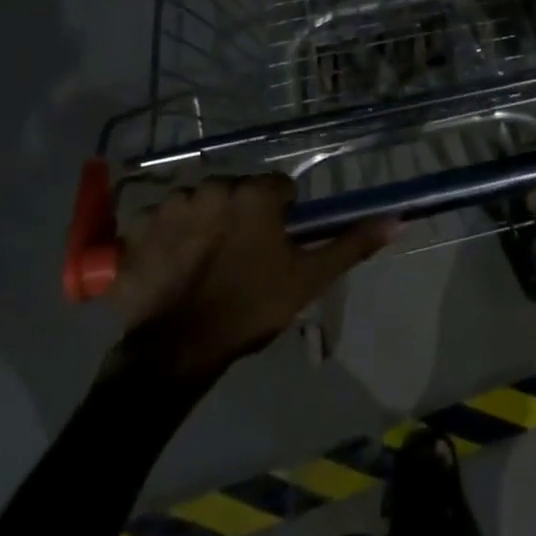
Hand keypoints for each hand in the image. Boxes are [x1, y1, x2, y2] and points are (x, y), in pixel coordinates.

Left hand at [110, 174, 395, 379]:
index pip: (280, 188)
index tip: (277, 246)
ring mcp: (171, 204)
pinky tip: (176, 266)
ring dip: (208, 222)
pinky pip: (164, 220)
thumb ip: (351, 244)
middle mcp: (213, 186)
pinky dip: (172, 236)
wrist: (178, 349)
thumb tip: (397, 218)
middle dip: (244, 216)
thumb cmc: (251, 307)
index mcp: (254, 193)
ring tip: (207, 264)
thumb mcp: (309, 278)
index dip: (283, 216)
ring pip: (203, 203)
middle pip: (239, 192)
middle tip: (243, 258)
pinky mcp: (139, 226)